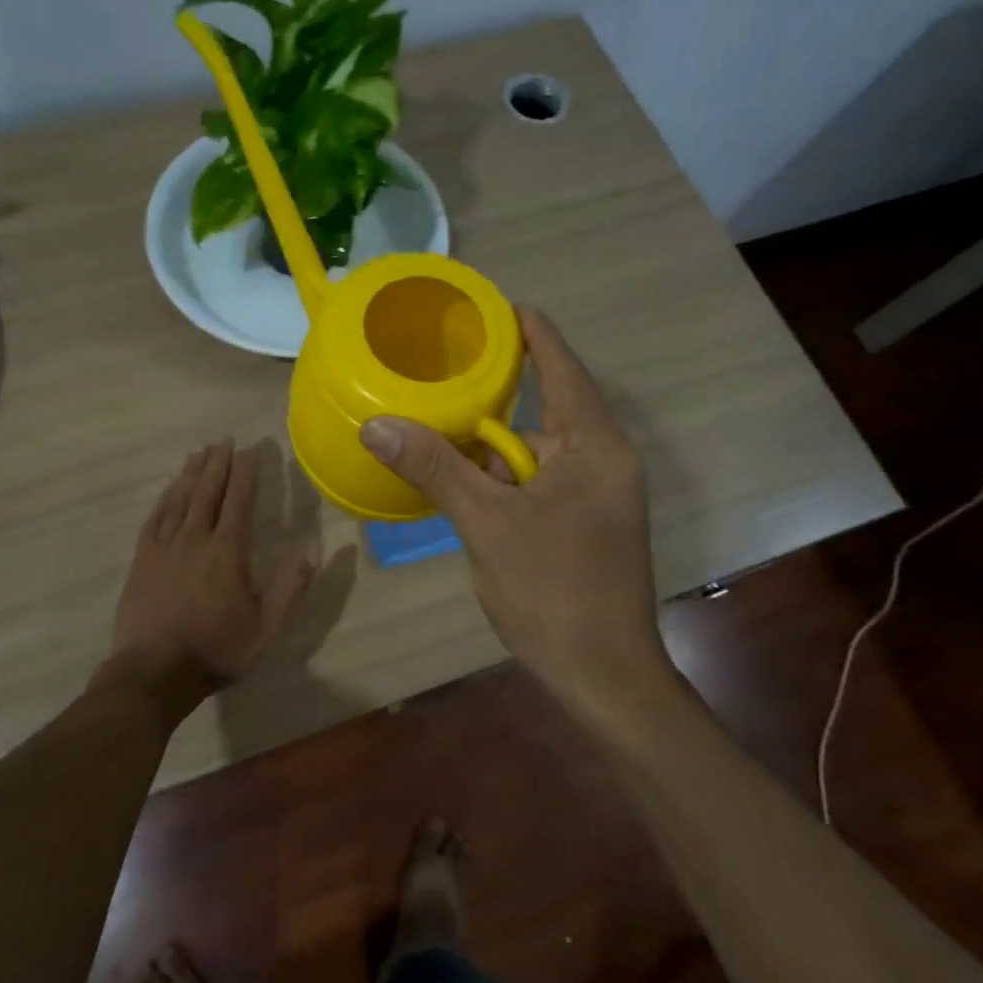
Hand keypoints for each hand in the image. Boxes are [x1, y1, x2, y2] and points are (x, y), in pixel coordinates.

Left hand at [112, 440, 314, 699]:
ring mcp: (164, 547)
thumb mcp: (266, 627)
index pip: (239, 500)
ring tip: (199, 452)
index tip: (253, 448)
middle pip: (207, 491)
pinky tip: (168, 490)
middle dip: (218, 463)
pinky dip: (164, 498)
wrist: (154, 673)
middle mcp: (195, 539)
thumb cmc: (216, 650)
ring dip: (191, 473)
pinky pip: (154, 518)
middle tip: (225, 440)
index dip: (247, 472)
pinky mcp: (141, 560)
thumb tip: (312, 548)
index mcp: (227, 552)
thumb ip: (290, 587)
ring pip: (179, 499)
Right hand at [360, 309, 662, 693]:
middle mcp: (604, 460)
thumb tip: (377, 423)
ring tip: (439, 423)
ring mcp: (597, 495)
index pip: (563, 367)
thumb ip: (436, 468)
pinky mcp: (585, 524)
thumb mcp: (488, 524)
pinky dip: (502, 478)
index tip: (496, 305)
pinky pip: (538, 482)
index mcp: (596, 445)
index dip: (532, 332)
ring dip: (492, 446)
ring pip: (536, 452)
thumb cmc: (554, 591)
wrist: (604, 676)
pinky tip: (463, 482)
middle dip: (496, 395)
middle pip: (545, 408)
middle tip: (442, 370)